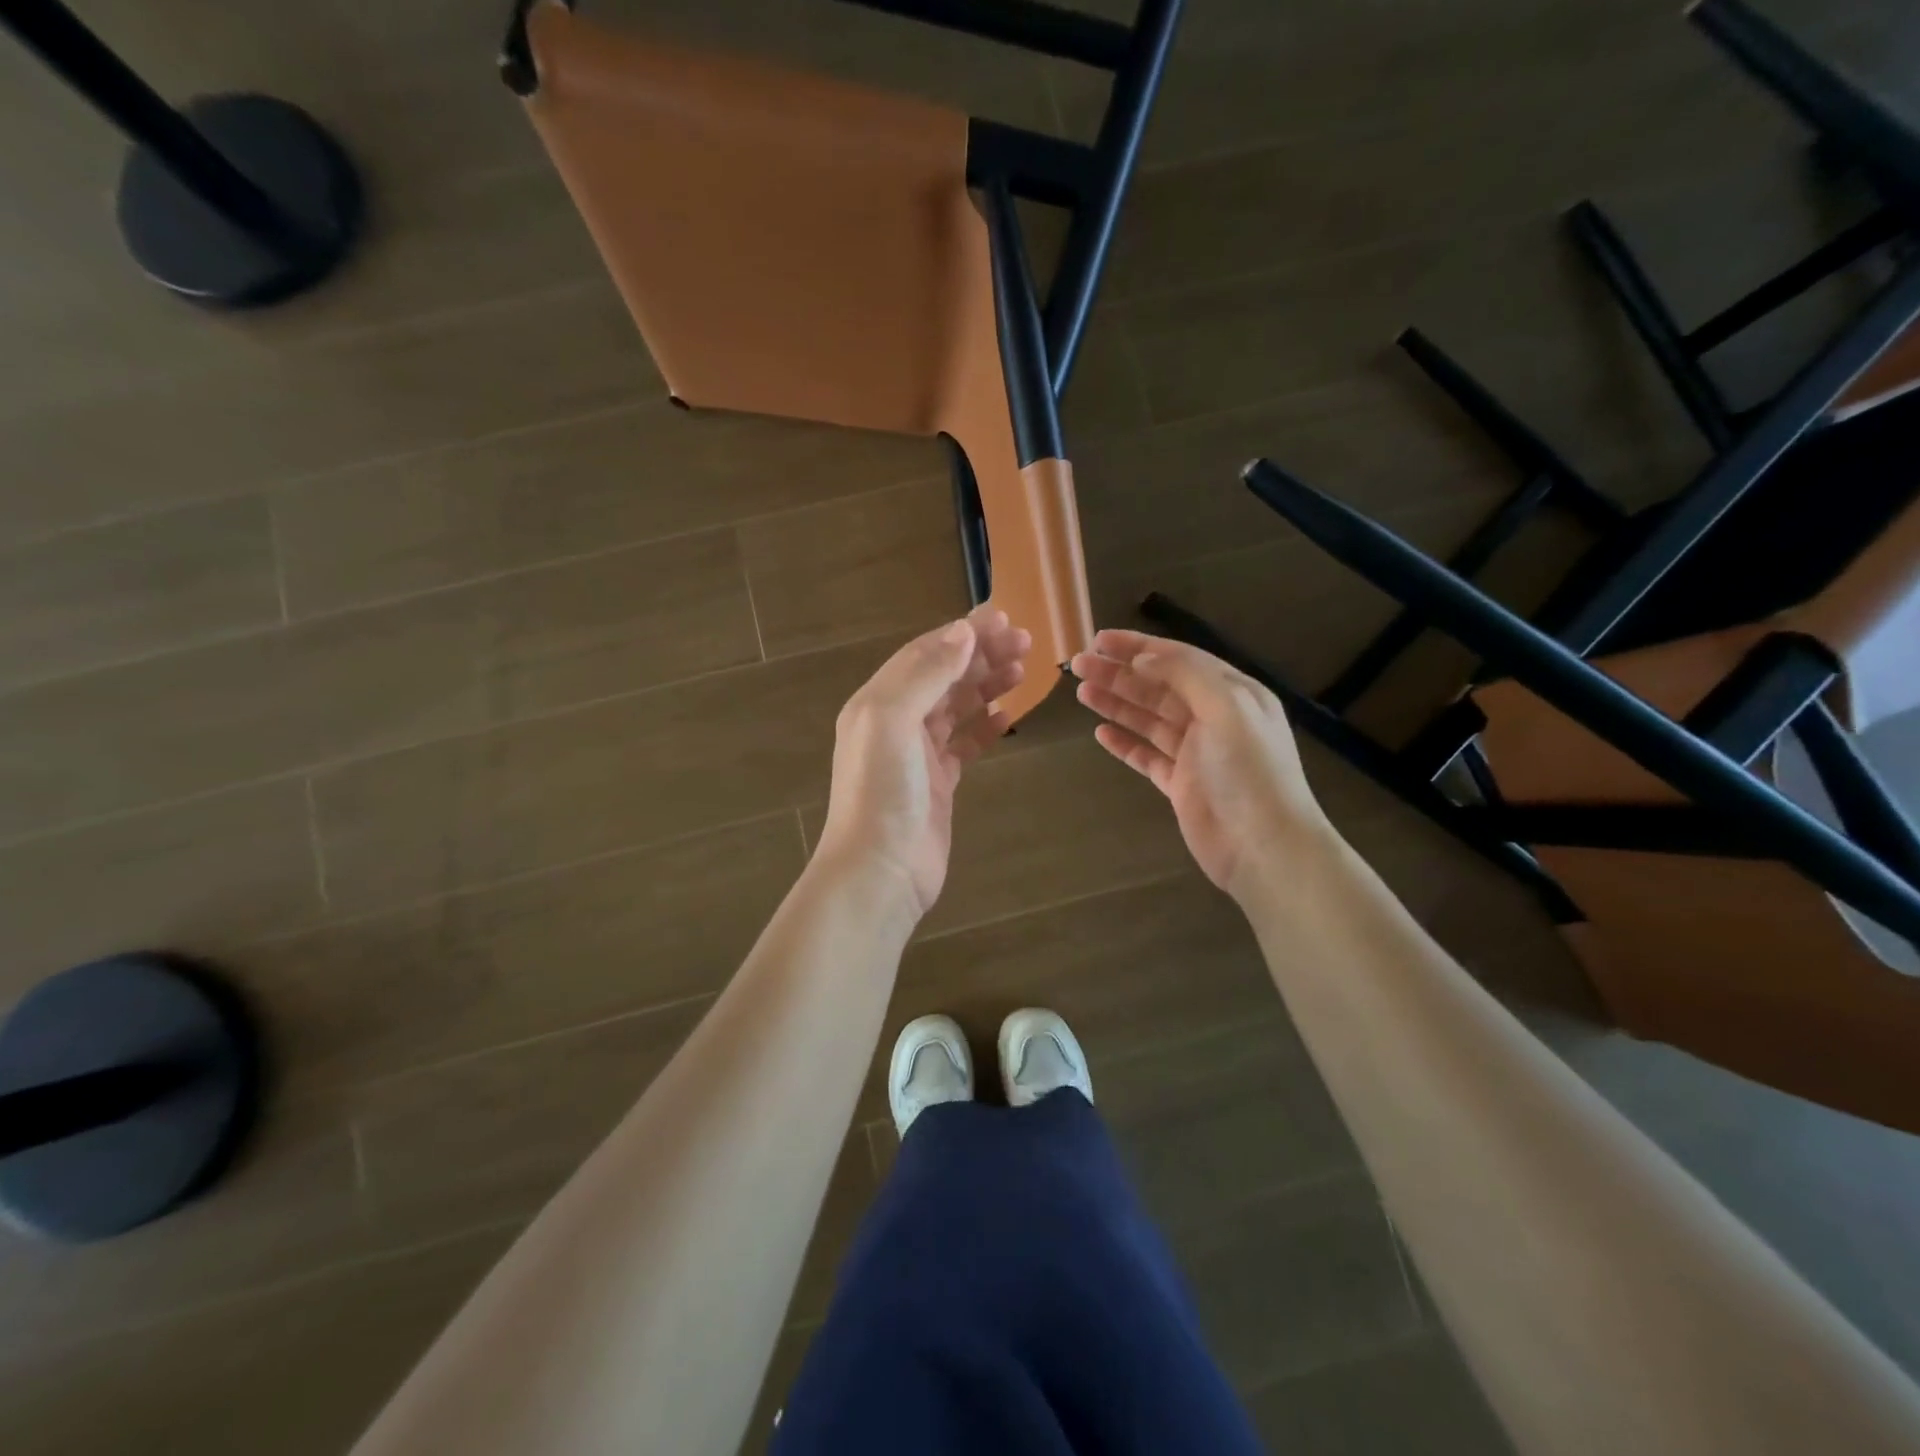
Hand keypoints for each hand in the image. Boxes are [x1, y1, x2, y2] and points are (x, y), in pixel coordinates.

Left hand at [815, 606, 1030, 916]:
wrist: (880, 870)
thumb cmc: (882, 791)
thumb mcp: (894, 720)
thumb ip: (926, 674)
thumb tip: (962, 632)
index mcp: (878, 701)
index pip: (923, 654)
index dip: (962, 634)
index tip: (1003, 618)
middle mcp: (895, 722)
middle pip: (943, 677)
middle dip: (981, 655)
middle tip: (1025, 641)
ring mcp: (917, 754)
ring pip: (956, 707)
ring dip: (987, 685)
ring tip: (1022, 669)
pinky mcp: (938, 783)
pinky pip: (964, 743)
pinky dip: (985, 726)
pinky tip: (1008, 716)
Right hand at [1070, 629, 1328, 897]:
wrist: (1264, 847)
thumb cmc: (1249, 772)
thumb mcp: (1227, 708)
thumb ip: (1185, 676)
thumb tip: (1142, 659)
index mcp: (1232, 693)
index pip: (1178, 659)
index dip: (1138, 647)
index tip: (1099, 640)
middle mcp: (1214, 717)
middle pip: (1158, 687)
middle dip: (1119, 674)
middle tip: (1079, 665)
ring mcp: (1196, 752)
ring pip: (1149, 719)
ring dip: (1116, 703)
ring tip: (1081, 692)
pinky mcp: (1181, 784)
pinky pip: (1147, 756)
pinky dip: (1124, 743)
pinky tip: (1100, 733)